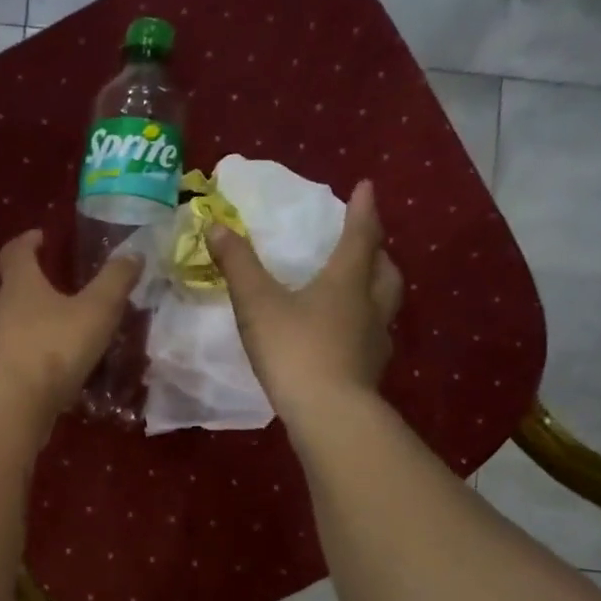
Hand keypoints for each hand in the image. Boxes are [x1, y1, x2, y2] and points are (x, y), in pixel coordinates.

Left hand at [0, 230, 141, 423]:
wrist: (12, 405)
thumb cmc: (54, 348)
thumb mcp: (97, 311)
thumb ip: (115, 282)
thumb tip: (133, 254)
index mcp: (18, 286)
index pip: (15, 253)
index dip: (27, 242)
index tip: (39, 238)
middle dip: (8, 286)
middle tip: (32, 290)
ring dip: (6, 325)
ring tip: (33, 333)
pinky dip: (10, 360)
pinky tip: (31, 372)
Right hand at [207, 179, 403, 422]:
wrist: (328, 413)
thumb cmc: (294, 349)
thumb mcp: (257, 303)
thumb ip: (238, 265)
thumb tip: (217, 226)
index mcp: (346, 281)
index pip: (360, 236)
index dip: (362, 210)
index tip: (366, 187)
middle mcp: (369, 305)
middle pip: (384, 269)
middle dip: (376, 251)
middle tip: (366, 243)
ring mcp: (374, 340)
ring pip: (384, 303)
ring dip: (376, 287)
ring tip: (358, 287)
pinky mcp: (369, 370)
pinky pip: (372, 335)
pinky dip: (363, 324)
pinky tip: (345, 336)